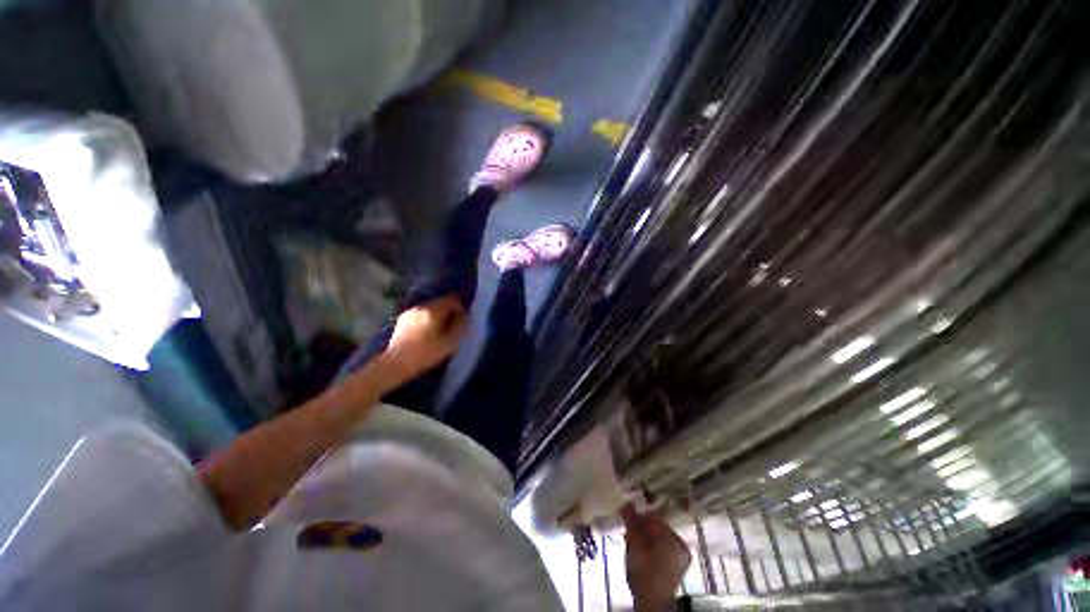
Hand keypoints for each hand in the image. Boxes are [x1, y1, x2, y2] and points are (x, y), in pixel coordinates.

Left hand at [381, 295, 467, 383]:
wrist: (394, 365)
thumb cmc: (425, 354)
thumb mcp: (450, 342)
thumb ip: (460, 326)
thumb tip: (464, 316)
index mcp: (433, 310)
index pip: (452, 299)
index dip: (461, 308)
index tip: (462, 322)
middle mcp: (421, 306)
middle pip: (441, 302)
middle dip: (449, 312)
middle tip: (453, 327)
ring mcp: (410, 312)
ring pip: (431, 308)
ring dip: (438, 316)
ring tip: (440, 332)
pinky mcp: (402, 320)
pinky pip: (421, 314)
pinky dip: (428, 320)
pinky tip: (427, 334)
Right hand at [622, 504, 690, 610]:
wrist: (651, 604)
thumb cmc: (644, 572)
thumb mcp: (635, 545)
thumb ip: (632, 523)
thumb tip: (627, 503)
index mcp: (674, 538)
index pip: (655, 517)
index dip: (639, 515)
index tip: (627, 514)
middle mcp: (681, 545)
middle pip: (658, 527)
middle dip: (642, 527)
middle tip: (628, 528)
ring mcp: (681, 557)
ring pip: (660, 538)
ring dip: (645, 536)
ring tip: (631, 539)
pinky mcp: (677, 567)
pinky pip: (663, 548)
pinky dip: (651, 546)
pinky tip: (639, 550)